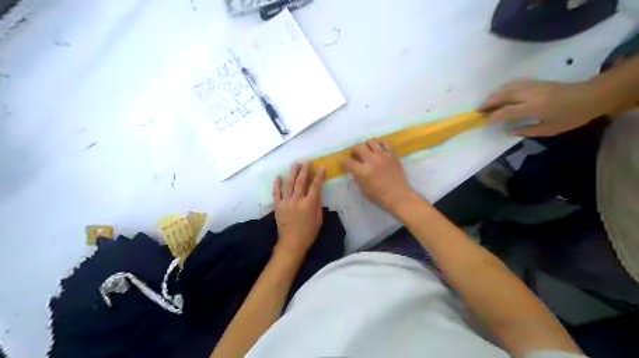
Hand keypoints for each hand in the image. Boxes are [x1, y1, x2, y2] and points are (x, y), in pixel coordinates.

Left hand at [274, 163, 325, 257]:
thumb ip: (318, 204)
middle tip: (306, 161)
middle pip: (301, 181)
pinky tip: (278, 176)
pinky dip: (277, 184)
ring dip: (292, 173)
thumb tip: (317, 192)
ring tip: (295, 164)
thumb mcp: (319, 219)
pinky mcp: (278, 206)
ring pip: (289, 184)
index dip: (319, 175)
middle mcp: (297, 200)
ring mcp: (286, 202)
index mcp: (309, 204)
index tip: (321, 166)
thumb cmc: (309, 233)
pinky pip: (276, 193)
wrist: (292, 243)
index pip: (315, 186)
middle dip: (304, 170)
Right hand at [341, 139, 416, 212]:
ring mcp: (383, 156)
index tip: (344, 160)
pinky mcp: (392, 155)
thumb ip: (358, 177)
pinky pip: (385, 143)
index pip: (349, 162)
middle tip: (355, 152)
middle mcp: (371, 161)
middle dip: (354, 149)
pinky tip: (378, 144)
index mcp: (363, 171)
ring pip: (372, 142)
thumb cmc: (379, 196)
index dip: (344, 160)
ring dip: (366, 144)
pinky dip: (380, 142)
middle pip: (359, 148)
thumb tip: (354, 169)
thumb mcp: (363, 189)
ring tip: (366, 147)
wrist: (398, 195)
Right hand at [480, 79, 605, 135]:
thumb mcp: (549, 129)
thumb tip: (508, 131)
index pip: (506, 111)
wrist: (591, 96)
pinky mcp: (535, 82)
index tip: (483, 121)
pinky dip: (502, 89)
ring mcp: (532, 86)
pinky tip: (499, 94)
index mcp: (534, 107)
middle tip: (477, 111)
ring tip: (485, 103)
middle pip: (502, 96)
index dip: (492, 116)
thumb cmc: (571, 116)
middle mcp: (530, 94)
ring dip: (493, 95)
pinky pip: (513, 84)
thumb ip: (526, 130)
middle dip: (488, 103)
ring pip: (506, 88)